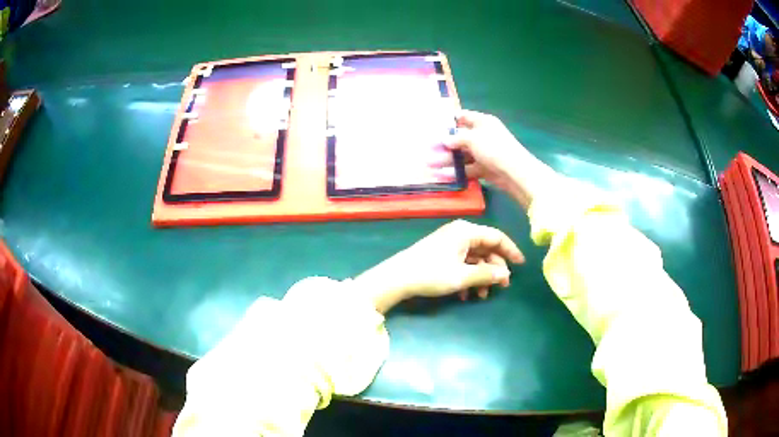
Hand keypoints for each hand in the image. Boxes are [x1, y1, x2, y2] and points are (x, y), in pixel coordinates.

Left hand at [356, 220, 524, 312]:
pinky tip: (465, 295)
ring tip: (480, 296)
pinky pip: (462, 263)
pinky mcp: (441, 253)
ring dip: (480, 277)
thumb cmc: (431, 274)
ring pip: (474, 258)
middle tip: (501, 287)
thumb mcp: (461, 276)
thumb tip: (506, 275)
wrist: (396, 278)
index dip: (510, 251)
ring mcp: (449, 243)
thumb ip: (487, 275)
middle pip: (486, 249)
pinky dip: (467, 277)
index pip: (496, 237)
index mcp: (466, 231)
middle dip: (494, 269)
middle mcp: (459, 233)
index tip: (521, 265)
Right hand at [430, 110, 555, 208]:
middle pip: (461, 137)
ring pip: (463, 154)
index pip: (463, 117)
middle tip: (428, 148)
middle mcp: (483, 135)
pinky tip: (444, 175)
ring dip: (448, 159)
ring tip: (431, 164)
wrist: (515, 173)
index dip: (449, 120)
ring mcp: (485, 153)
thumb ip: (457, 138)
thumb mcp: (473, 139)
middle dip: (445, 143)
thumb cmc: (494, 149)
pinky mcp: (485, 168)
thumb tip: (444, 140)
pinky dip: (458, 171)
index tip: (433, 125)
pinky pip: (468, 168)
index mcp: (483, 122)